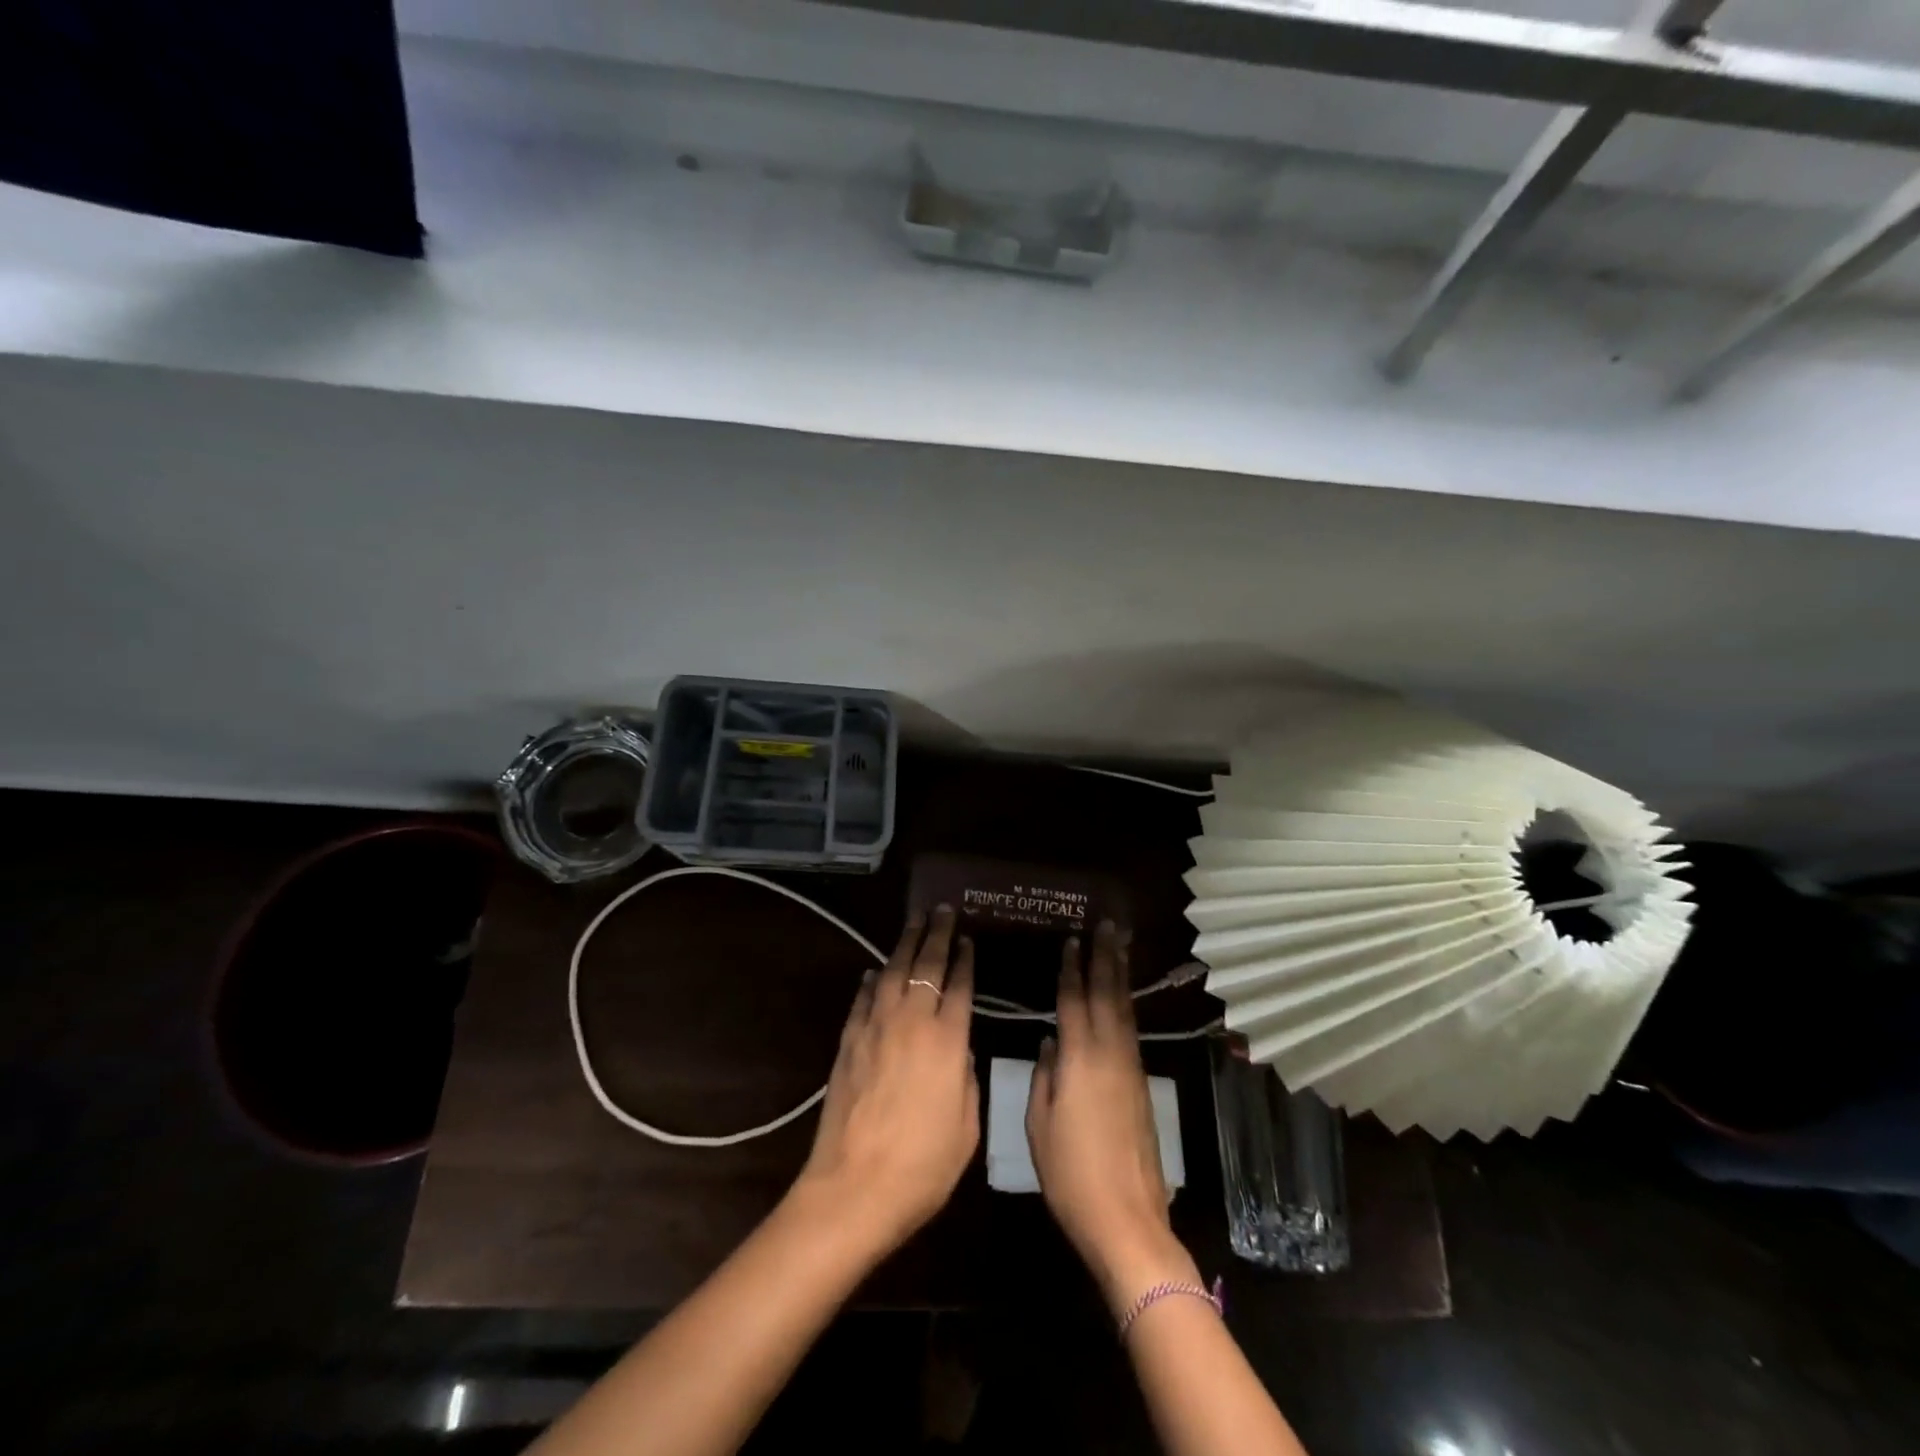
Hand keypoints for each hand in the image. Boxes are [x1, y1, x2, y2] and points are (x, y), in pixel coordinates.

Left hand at [790, 906, 978, 1257]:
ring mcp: (875, 1029)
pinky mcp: (848, 1043)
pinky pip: (863, 1000)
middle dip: (936, 934)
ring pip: (893, 973)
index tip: (967, 936)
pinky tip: (878, 971)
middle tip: (942, 909)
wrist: (853, 1190)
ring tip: (915, 922)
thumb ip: (965, 1077)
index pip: (959, 984)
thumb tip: (957, 1048)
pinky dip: (873, 981)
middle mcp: (911, 1022)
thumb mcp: (967, 1127)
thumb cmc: (923, 1167)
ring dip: (905, 944)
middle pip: (926, 965)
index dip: (964, 957)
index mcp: (947, 1041)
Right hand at [1026, 921, 1198, 1312]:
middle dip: (1106, 958)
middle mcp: (1109, 1055)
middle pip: (1108, 995)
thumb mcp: (1040, 1125)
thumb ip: (1043, 1076)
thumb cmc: (1071, 1174)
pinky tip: (1122, 999)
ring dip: (1120, 976)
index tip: (1072, 940)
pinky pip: (1131, 1031)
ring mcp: (1131, 1069)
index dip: (1072, 969)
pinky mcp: (1143, 1086)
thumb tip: (1049, 1042)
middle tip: (1108, 926)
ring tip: (1118, 948)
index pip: (1074, 1001)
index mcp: (1079, 1059)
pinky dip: (1126, 1005)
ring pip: (1125, 1010)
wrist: (1127, 1219)